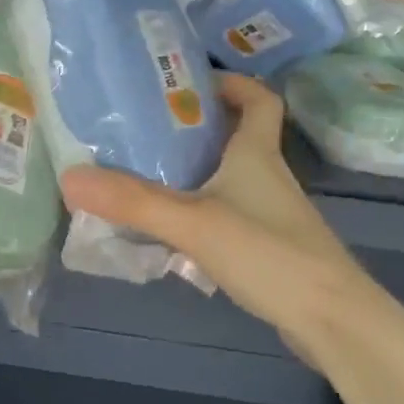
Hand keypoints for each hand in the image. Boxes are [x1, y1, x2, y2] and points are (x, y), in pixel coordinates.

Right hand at [60, 73, 395, 364]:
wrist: (333, 321)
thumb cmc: (269, 254)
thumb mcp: (194, 223)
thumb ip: (133, 201)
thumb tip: (70, 177)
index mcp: (256, 154)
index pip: (259, 99)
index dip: (232, 83)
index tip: (191, 82)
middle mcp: (266, 176)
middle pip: (235, 135)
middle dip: (196, 125)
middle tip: (145, 127)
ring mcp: (269, 213)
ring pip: (228, 176)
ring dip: (193, 168)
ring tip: (142, 171)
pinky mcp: (266, 245)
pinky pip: (226, 211)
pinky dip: (198, 208)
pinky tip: (167, 226)